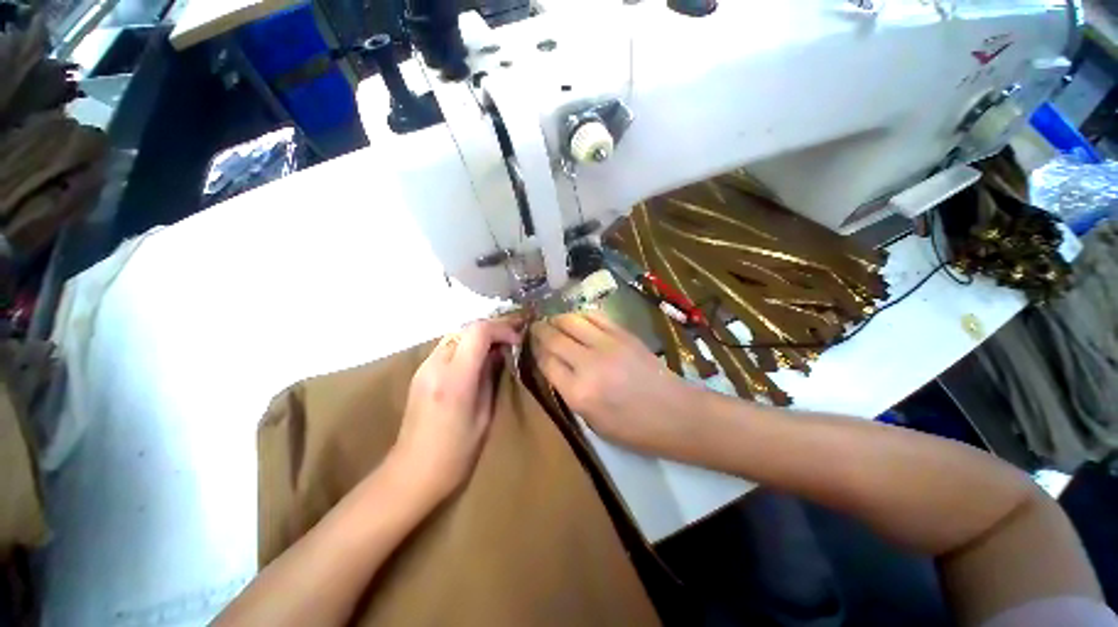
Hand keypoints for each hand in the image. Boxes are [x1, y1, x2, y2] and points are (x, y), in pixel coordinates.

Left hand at [391, 317, 522, 501]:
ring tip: (499, 347)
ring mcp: (424, 368)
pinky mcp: (420, 373)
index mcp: (455, 379)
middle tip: (512, 339)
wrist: (411, 473)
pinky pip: (448, 347)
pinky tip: (478, 359)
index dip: (502, 328)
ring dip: (480, 336)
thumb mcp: (484, 415)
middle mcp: (435, 366)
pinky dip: (467, 345)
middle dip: (493, 329)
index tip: (517, 339)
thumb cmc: (456, 453)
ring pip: (457, 335)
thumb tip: (500, 353)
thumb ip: (490, 378)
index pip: (478, 332)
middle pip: (467, 329)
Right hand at [530, 311, 698, 454]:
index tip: (531, 346)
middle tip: (535, 328)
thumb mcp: (592, 422)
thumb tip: (553, 366)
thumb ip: (568, 392)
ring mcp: (607, 344)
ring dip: (557, 318)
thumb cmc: (633, 428)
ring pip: (571, 320)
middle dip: (539, 331)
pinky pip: (595, 315)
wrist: (675, 413)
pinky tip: (577, 319)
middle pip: (554, 338)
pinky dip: (581, 314)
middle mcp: (588, 364)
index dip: (535, 351)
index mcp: (578, 393)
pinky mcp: (623, 333)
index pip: (546, 362)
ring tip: (553, 321)